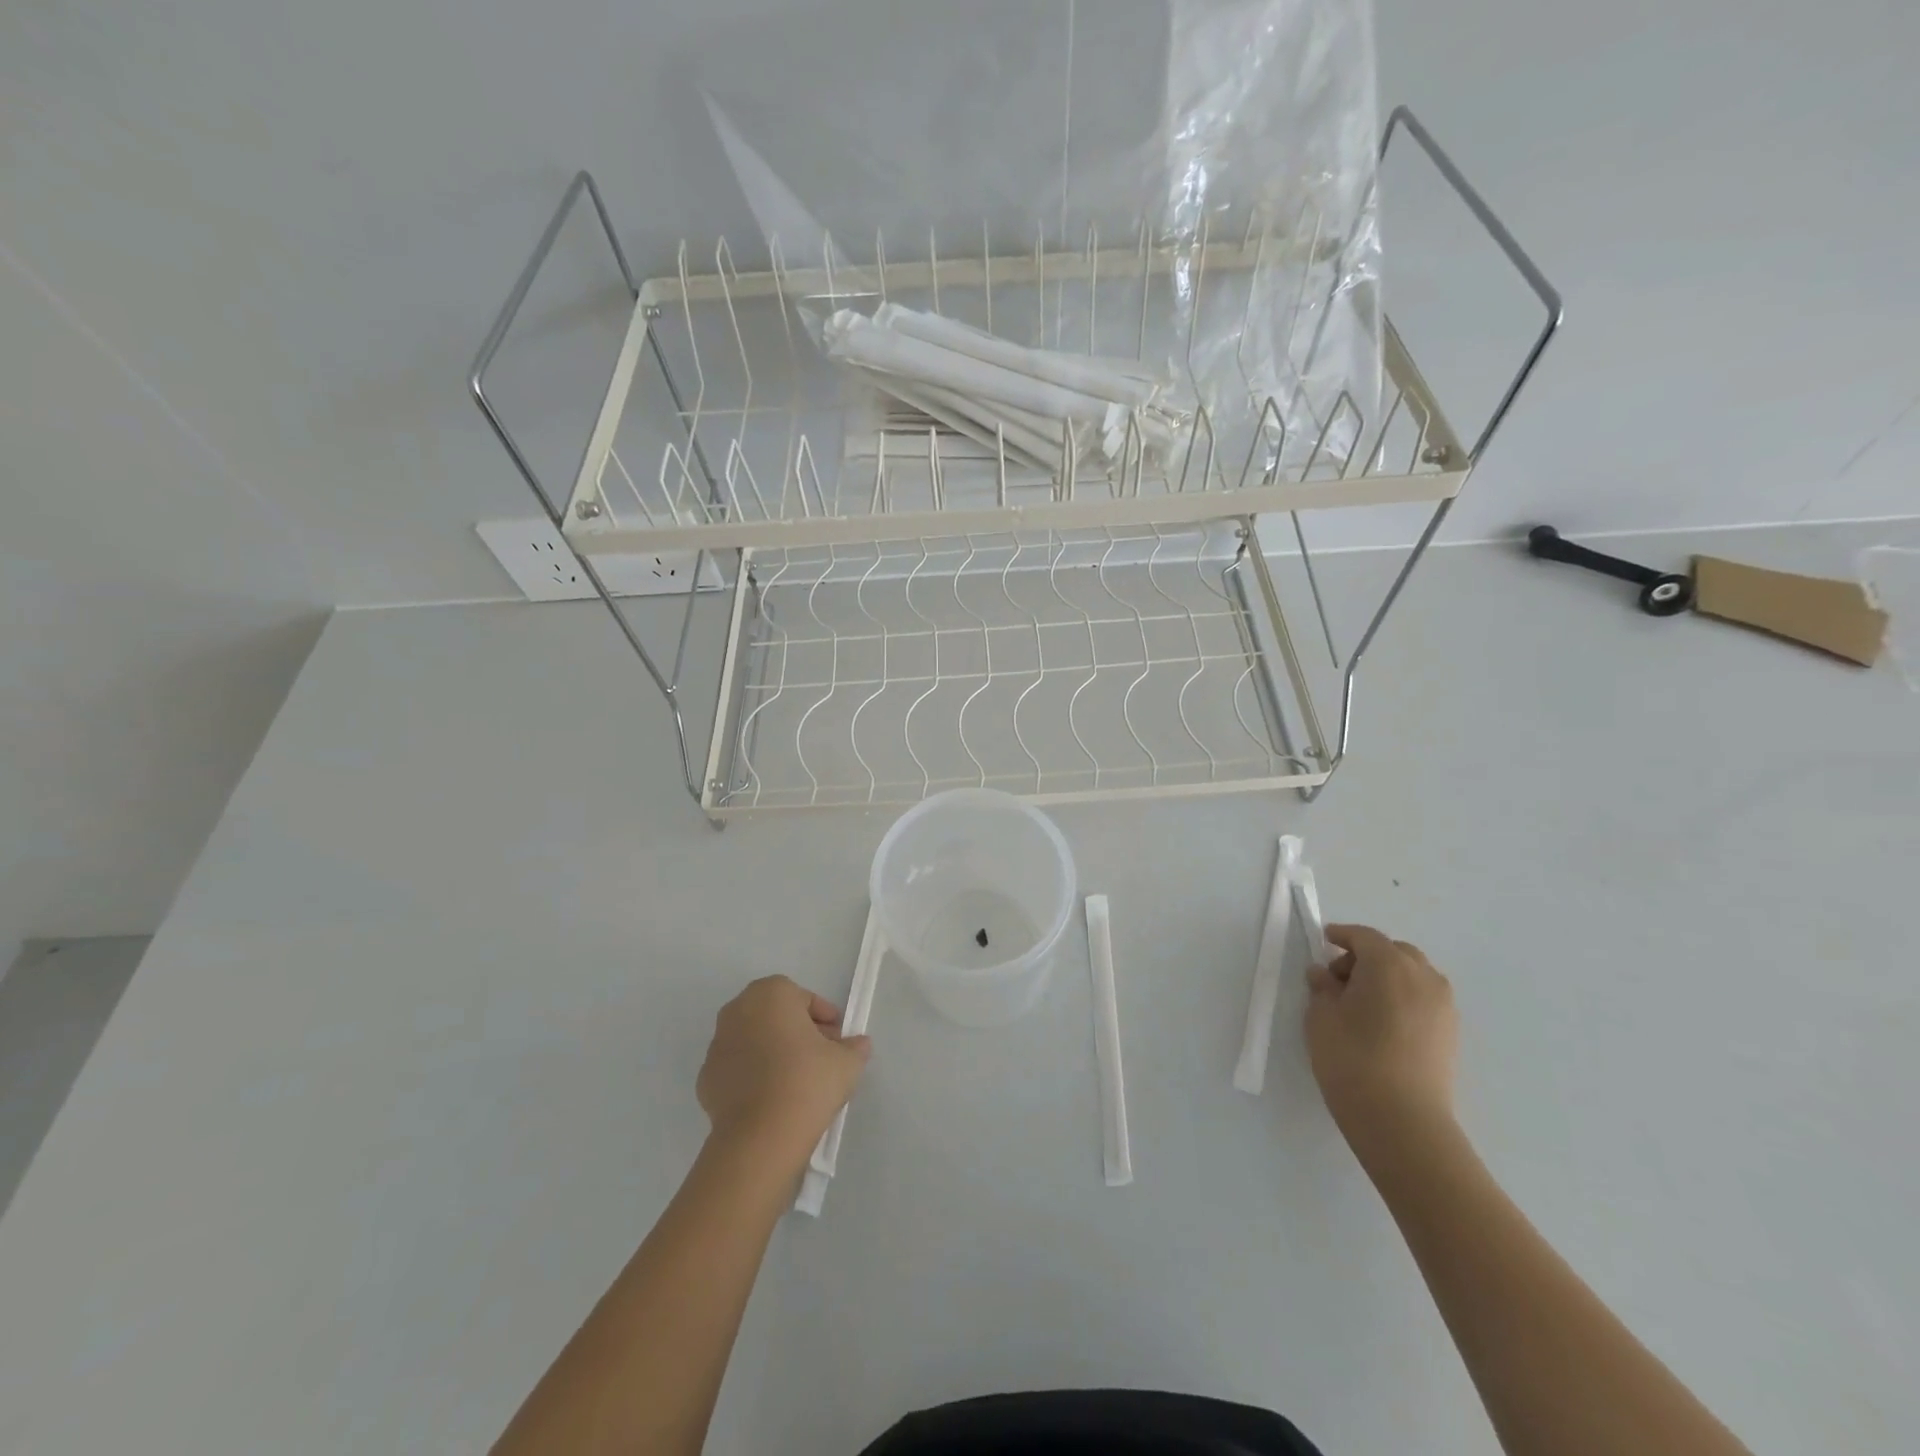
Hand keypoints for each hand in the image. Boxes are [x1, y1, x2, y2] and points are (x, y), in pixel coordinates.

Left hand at [697, 976, 871, 1168]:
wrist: (760, 1138)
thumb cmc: (807, 1082)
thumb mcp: (847, 1062)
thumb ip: (855, 1047)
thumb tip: (858, 1045)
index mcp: (771, 994)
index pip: (804, 998)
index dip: (825, 1019)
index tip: (838, 1041)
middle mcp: (738, 1010)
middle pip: (776, 1016)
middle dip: (798, 1032)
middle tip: (820, 1058)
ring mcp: (717, 1046)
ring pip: (754, 1041)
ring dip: (773, 1053)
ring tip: (796, 1083)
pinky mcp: (705, 1080)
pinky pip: (738, 1070)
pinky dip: (753, 1077)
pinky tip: (772, 1100)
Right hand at [1304, 925, 1457, 1162]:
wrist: (1403, 1120)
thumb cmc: (1352, 1059)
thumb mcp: (1321, 1017)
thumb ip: (1322, 988)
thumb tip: (1324, 975)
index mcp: (1388, 964)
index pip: (1364, 937)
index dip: (1342, 936)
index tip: (1324, 941)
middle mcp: (1423, 976)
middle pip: (1394, 952)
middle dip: (1367, 957)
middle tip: (1340, 979)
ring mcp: (1443, 1006)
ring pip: (1414, 975)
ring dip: (1389, 977)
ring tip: (1363, 1004)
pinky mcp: (1451, 1033)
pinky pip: (1424, 999)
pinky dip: (1404, 998)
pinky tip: (1384, 1024)